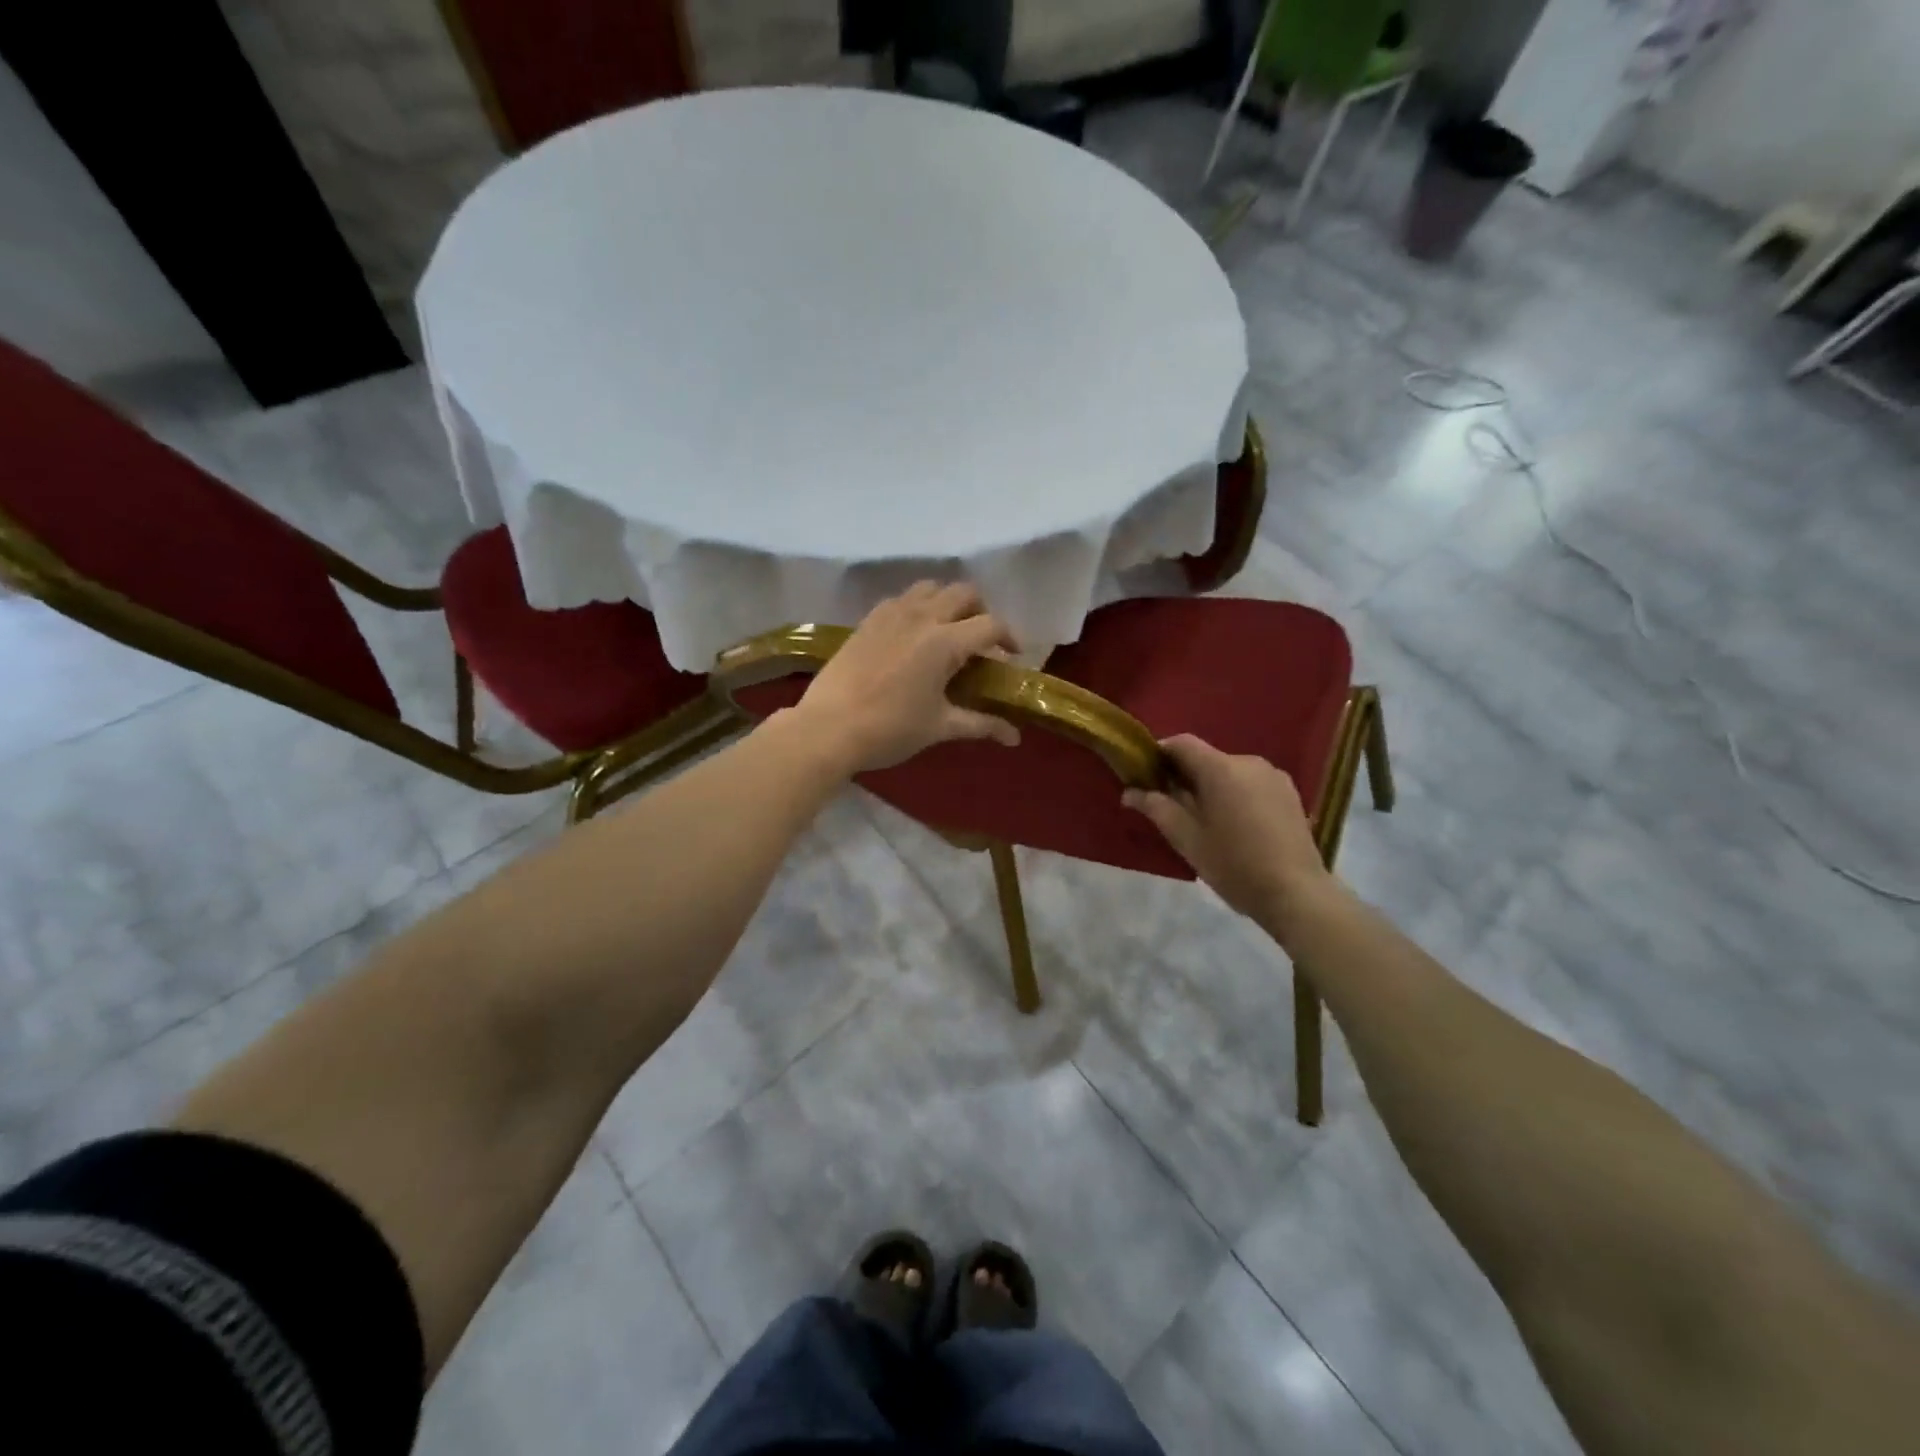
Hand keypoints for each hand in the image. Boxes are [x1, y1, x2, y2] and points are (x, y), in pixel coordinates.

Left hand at [791, 582, 1021, 773]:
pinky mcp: (868, 620)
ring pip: (930, 588)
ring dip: (947, 602)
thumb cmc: (890, 729)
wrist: (828, 728)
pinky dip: (916, 607)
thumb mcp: (940, 727)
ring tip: (948, 630)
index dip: (1009, 638)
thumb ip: (981, 724)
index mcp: (944, 642)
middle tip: (981, 640)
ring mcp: (890, 614)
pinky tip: (912, 634)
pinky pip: (901, 599)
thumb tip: (1015, 738)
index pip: (990, 624)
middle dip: (980, 611)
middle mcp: (921, 617)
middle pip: (963, 593)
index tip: (1011, 656)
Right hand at [1123, 734, 1331, 928]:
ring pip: (1229, 772)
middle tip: (1171, 808)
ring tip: (1206, 822)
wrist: (1296, 893)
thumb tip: (1130, 792)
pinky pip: (1251, 784)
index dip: (1159, 754)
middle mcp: (1248, 761)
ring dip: (1212, 787)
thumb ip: (1157, 808)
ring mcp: (1273, 776)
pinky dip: (1236, 795)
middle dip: (1185, 776)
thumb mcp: (1186, 838)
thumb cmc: (1234, 864)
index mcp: (1220, 768)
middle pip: (1206, 759)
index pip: (1181, 743)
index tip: (1145, 776)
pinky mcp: (1290, 793)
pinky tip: (1235, 826)